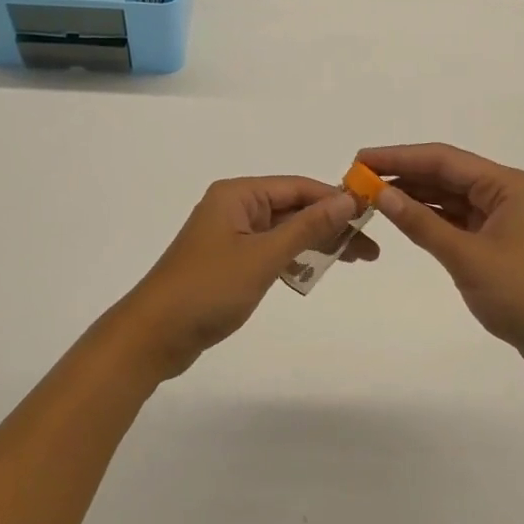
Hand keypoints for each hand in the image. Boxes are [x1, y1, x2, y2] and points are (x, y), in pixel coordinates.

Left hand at [114, 177, 376, 380]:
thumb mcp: (263, 256)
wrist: (153, 336)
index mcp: (238, 195)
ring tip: (353, 260)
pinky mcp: (227, 262)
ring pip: (283, 231)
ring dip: (315, 243)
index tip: (370, 216)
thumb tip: (347, 198)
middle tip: (370, 249)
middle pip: (292, 208)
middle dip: (330, 225)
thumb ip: (307, 227)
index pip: (297, 187)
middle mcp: (234, 207)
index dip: (334, 199)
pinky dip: (292, 258)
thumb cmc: (208, 289)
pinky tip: (313, 272)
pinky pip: (269, 250)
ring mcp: (229, 235)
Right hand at [357, 143, 523, 387]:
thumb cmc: (523, 296)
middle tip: (358, 178)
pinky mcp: (493, 239)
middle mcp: (501, 191)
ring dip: (412, 195)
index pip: (442, 159)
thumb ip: (421, 224)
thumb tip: (380, 193)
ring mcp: (498, 215)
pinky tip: (400, 216)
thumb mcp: (466, 258)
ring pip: (446, 195)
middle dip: (402, 174)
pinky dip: (427, 216)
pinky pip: (453, 217)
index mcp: (504, 184)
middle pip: (443, 173)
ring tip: (370, 195)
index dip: (399, 156)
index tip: (361, 159)